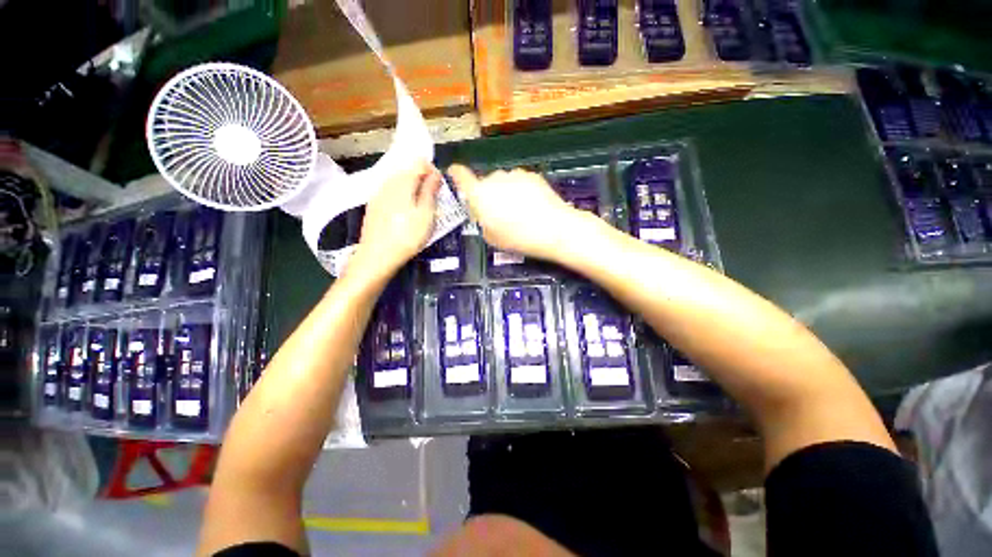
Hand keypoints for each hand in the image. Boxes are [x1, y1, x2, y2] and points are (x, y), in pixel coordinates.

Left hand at [350, 160, 440, 278]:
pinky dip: (401, 196)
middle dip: (422, 179)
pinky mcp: (374, 205)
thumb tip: (435, 172)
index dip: (432, 170)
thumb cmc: (407, 236)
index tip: (440, 187)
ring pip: (398, 181)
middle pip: (407, 170)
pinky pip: (390, 192)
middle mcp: (388, 182)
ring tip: (421, 207)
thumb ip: (430, 191)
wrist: (377, 256)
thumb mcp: (426, 214)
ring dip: (412, 188)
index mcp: (402, 182)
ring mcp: (378, 193)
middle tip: (433, 199)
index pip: (418, 162)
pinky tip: (405, 212)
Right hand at [447, 165, 585, 261]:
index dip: (456, 174)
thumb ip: (482, 221)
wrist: (553, 229)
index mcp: (480, 194)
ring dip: (506, 193)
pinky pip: (519, 182)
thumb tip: (484, 213)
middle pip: (485, 183)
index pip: (461, 176)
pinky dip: (521, 191)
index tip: (454, 173)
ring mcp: (515, 174)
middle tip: (499, 214)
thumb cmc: (518, 237)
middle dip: (488, 195)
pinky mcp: (532, 175)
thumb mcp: (491, 237)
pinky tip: (532, 207)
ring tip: (519, 212)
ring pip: (504, 182)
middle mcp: (495, 178)